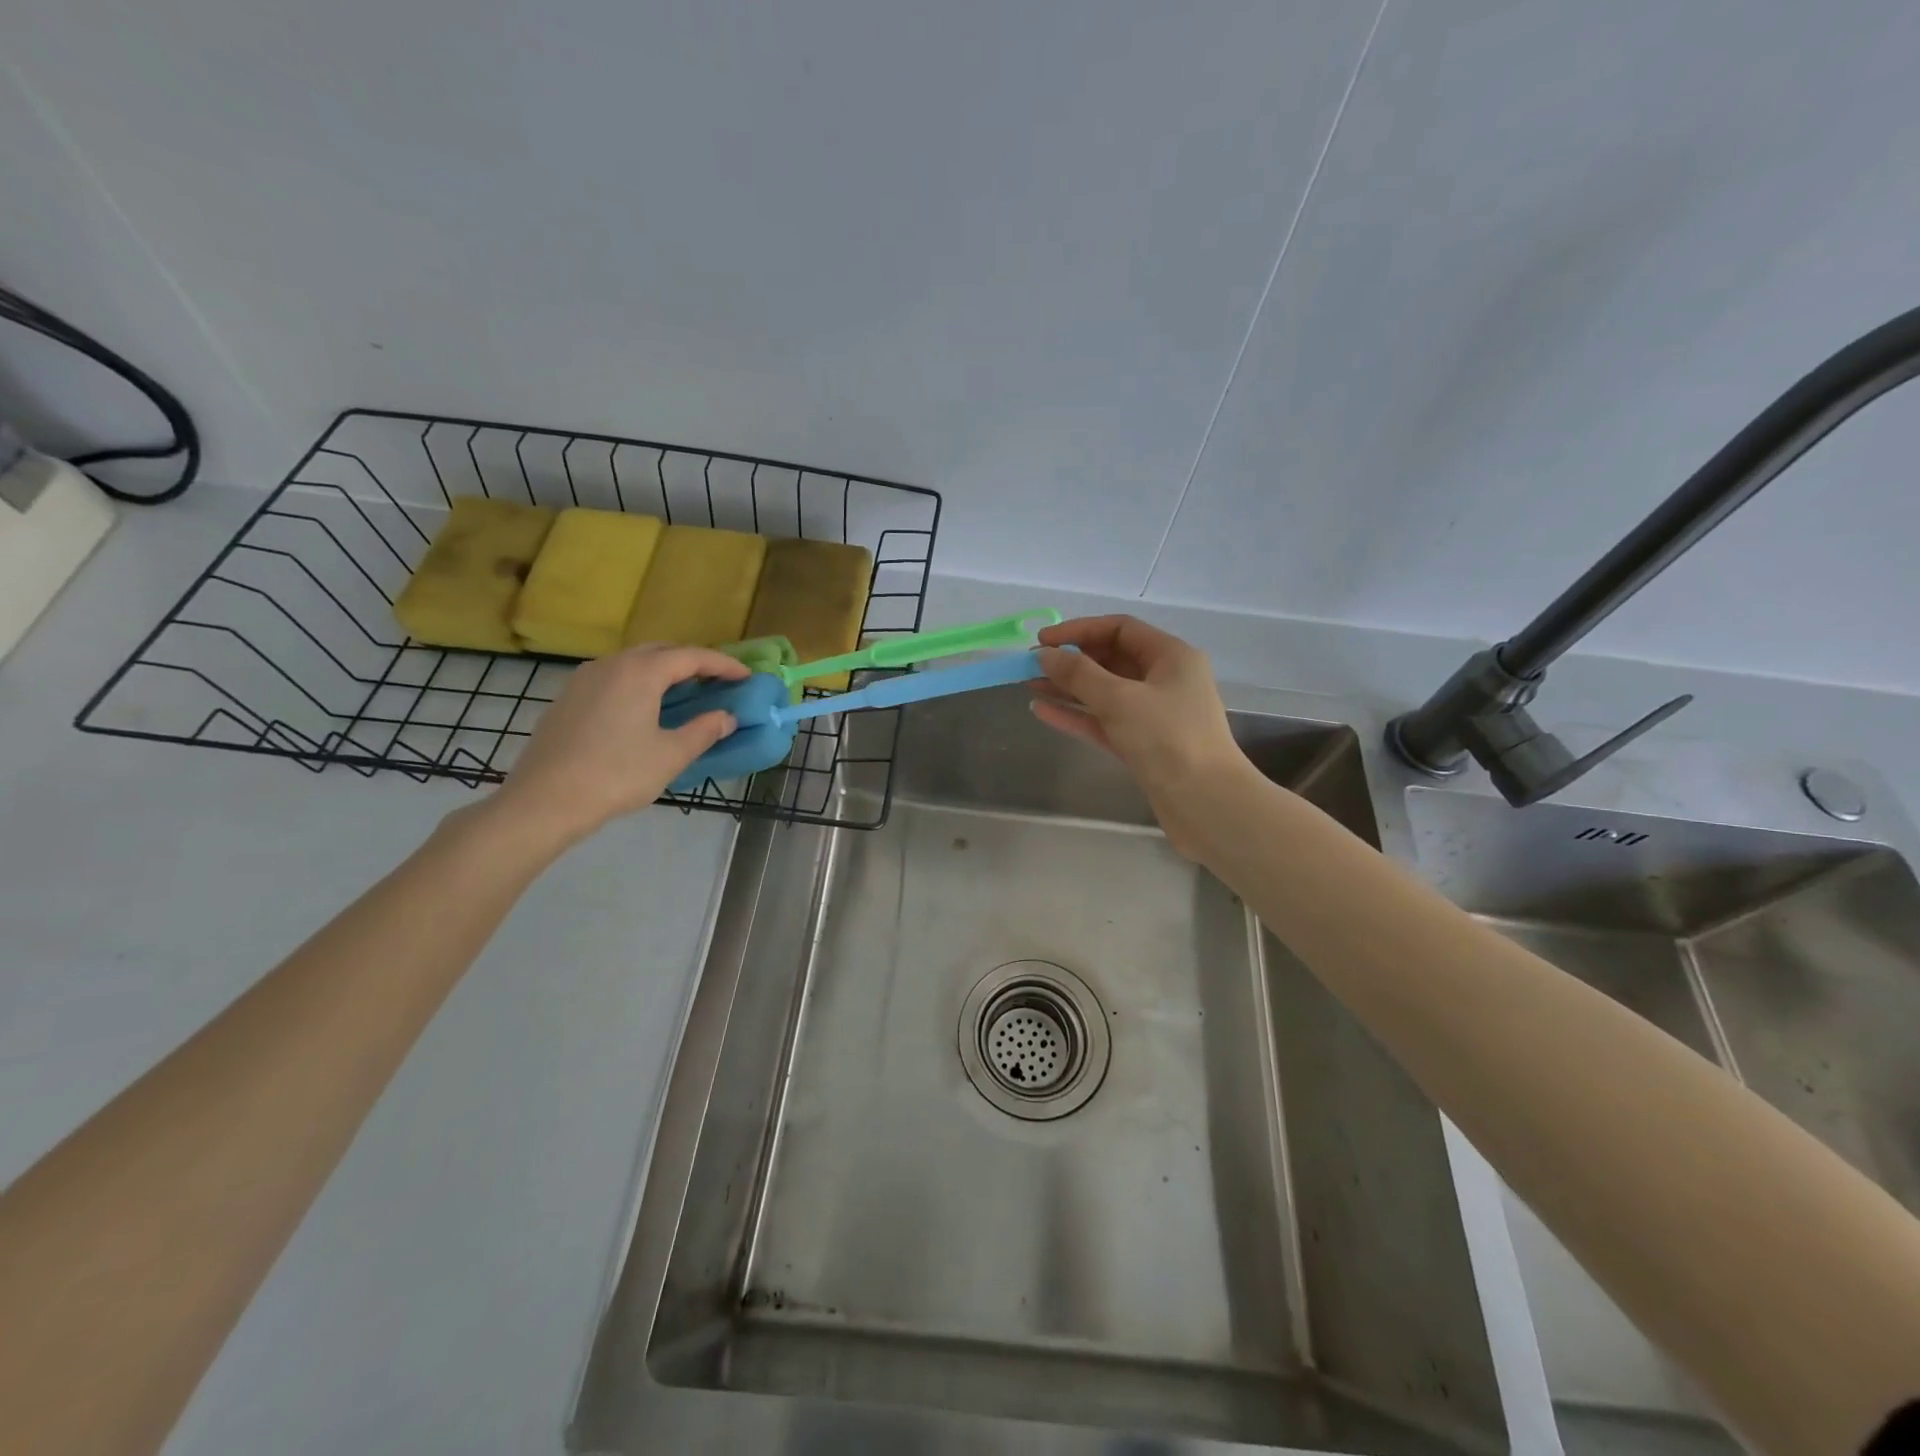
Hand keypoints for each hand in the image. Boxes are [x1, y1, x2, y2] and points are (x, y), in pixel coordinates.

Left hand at [489, 644, 748, 848]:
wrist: (544, 800)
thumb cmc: (616, 775)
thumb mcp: (670, 755)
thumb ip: (703, 731)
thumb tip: (727, 718)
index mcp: (640, 672)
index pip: (692, 657)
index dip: (723, 664)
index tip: (747, 675)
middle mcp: (612, 664)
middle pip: (661, 651)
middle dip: (693, 662)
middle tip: (718, 681)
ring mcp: (585, 679)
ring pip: (634, 662)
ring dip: (665, 671)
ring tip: (686, 692)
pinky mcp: (569, 697)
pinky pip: (614, 677)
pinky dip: (640, 683)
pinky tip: (646, 708)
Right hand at [1031, 616, 1247, 850]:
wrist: (1205, 803)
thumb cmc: (1168, 739)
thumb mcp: (1120, 699)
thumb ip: (1079, 674)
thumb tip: (1044, 655)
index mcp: (1171, 656)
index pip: (1120, 629)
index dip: (1079, 631)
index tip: (1042, 641)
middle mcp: (1164, 680)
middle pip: (1111, 659)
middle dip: (1070, 661)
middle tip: (1030, 666)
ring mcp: (1154, 714)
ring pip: (1104, 692)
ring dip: (1068, 688)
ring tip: (1029, 685)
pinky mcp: (1142, 745)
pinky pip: (1104, 721)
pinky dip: (1076, 715)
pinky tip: (1043, 711)